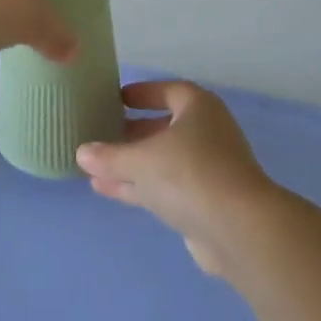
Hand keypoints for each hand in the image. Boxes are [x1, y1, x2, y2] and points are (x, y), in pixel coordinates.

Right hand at [78, 81, 283, 276]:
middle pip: (164, 127)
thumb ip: (110, 156)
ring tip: (93, 166)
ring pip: (163, 160)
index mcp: (198, 108)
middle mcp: (207, 133)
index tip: (116, 99)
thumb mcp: (141, 161)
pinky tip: (106, 189)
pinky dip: (139, 186)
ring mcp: (208, 169)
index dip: (142, 93)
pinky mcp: (204, 202)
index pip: (168, 91)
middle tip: (101, 133)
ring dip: (131, 163)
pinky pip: (165, 186)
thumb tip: (82, 152)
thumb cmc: (189, 174)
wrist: (238, 229)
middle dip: (132, 132)